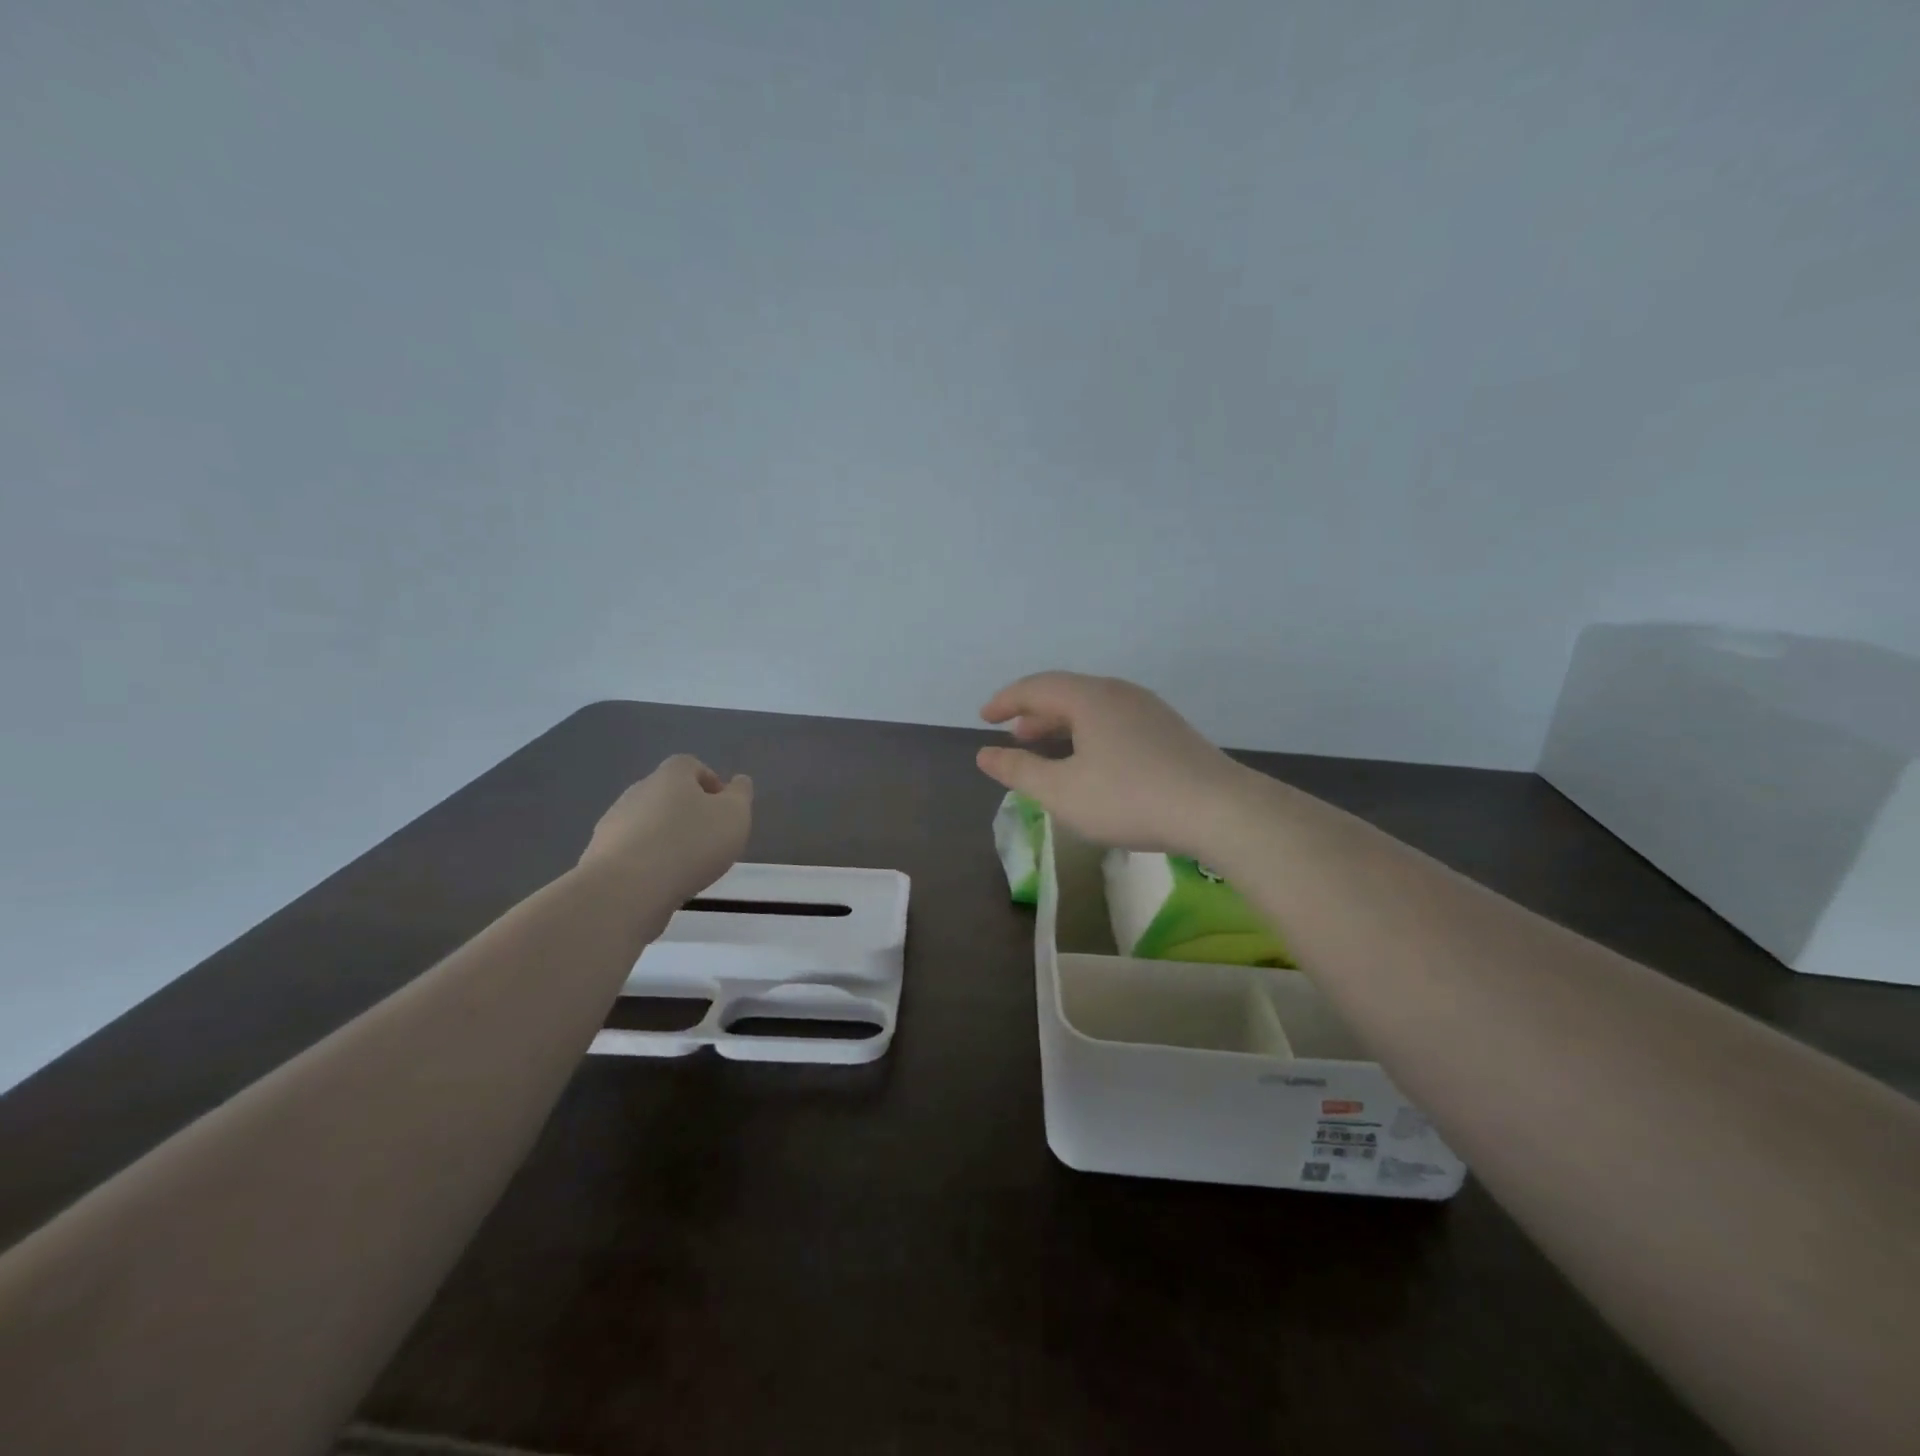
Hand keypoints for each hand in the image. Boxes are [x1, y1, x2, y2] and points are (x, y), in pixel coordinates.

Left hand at [580, 755, 752, 902]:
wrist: (627, 889)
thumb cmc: (691, 844)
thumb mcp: (734, 816)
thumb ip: (741, 795)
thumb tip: (739, 782)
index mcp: (671, 775)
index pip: (692, 766)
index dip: (711, 784)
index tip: (725, 811)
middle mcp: (638, 790)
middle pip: (668, 794)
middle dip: (688, 812)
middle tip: (709, 840)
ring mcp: (614, 822)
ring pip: (648, 823)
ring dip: (666, 838)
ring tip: (685, 866)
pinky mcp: (599, 854)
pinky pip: (631, 851)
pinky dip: (647, 861)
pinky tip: (660, 882)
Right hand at [976, 672, 1251, 855]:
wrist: (1218, 810)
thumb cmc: (1129, 798)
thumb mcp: (1062, 791)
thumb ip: (1019, 771)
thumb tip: (985, 754)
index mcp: (1090, 698)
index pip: (1036, 687)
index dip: (1006, 701)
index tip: (984, 718)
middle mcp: (1119, 693)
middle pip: (1067, 693)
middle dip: (1035, 713)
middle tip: (1014, 735)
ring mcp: (1149, 710)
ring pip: (1093, 708)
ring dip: (1063, 724)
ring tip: (1047, 747)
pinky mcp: (1169, 732)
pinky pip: (1115, 721)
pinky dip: (1089, 734)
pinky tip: (1091, 762)